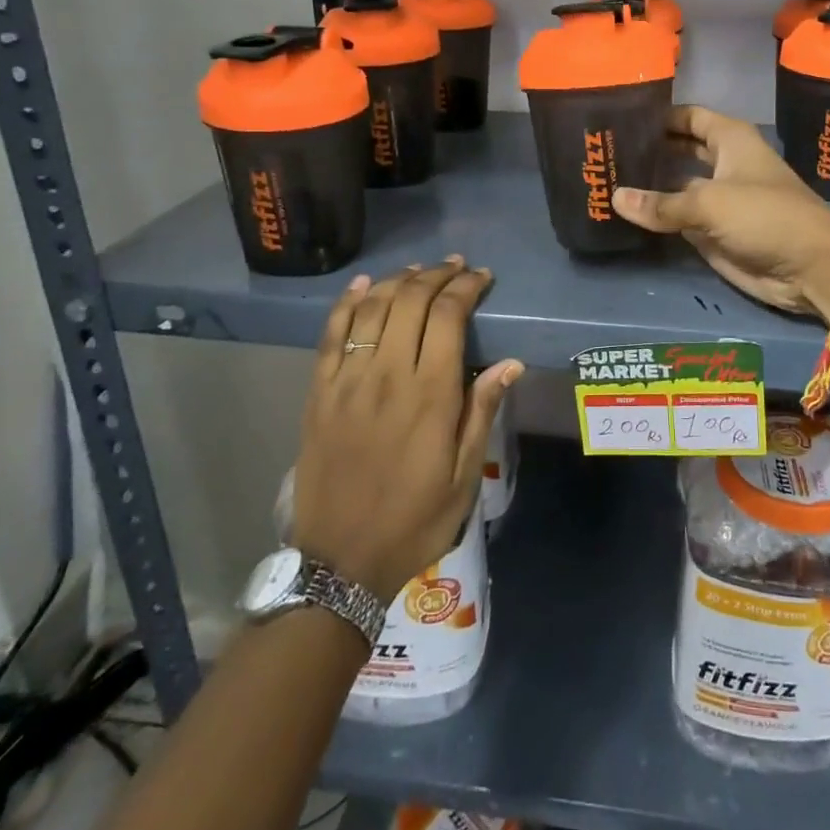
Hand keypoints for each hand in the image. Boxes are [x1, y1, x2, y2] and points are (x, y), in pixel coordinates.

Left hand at [289, 259, 522, 602]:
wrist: (339, 562)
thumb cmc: (414, 521)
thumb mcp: (463, 476)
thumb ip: (482, 412)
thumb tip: (510, 363)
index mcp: (430, 395)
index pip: (448, 317)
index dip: (465, 288)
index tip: (481, 278)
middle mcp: (387, 376)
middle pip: (410, 302)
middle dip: (436, 276)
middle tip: (455, 267)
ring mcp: (347, 382)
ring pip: (372, 309)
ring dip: (398, 281)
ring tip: (419, 271)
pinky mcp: (319, 393)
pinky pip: (331, 334)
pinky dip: (347, 303)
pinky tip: (363, 285)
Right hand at [613, 105, 829, 322]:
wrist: (809, 267)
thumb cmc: (766, 216)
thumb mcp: (710, 203)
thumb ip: (662, 203)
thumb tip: (615, 197)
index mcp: (730, 140)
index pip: (688, 116)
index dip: (659, 114)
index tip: (619, 115)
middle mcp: (722, 164)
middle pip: (678, 149)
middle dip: (648, 149)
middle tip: (603, 149)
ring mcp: (716, 199)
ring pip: (674, 186)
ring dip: (646, 185)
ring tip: (603, 178)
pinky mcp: (712, 231)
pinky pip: (676, 219)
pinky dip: (654, 216)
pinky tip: (622, 212)